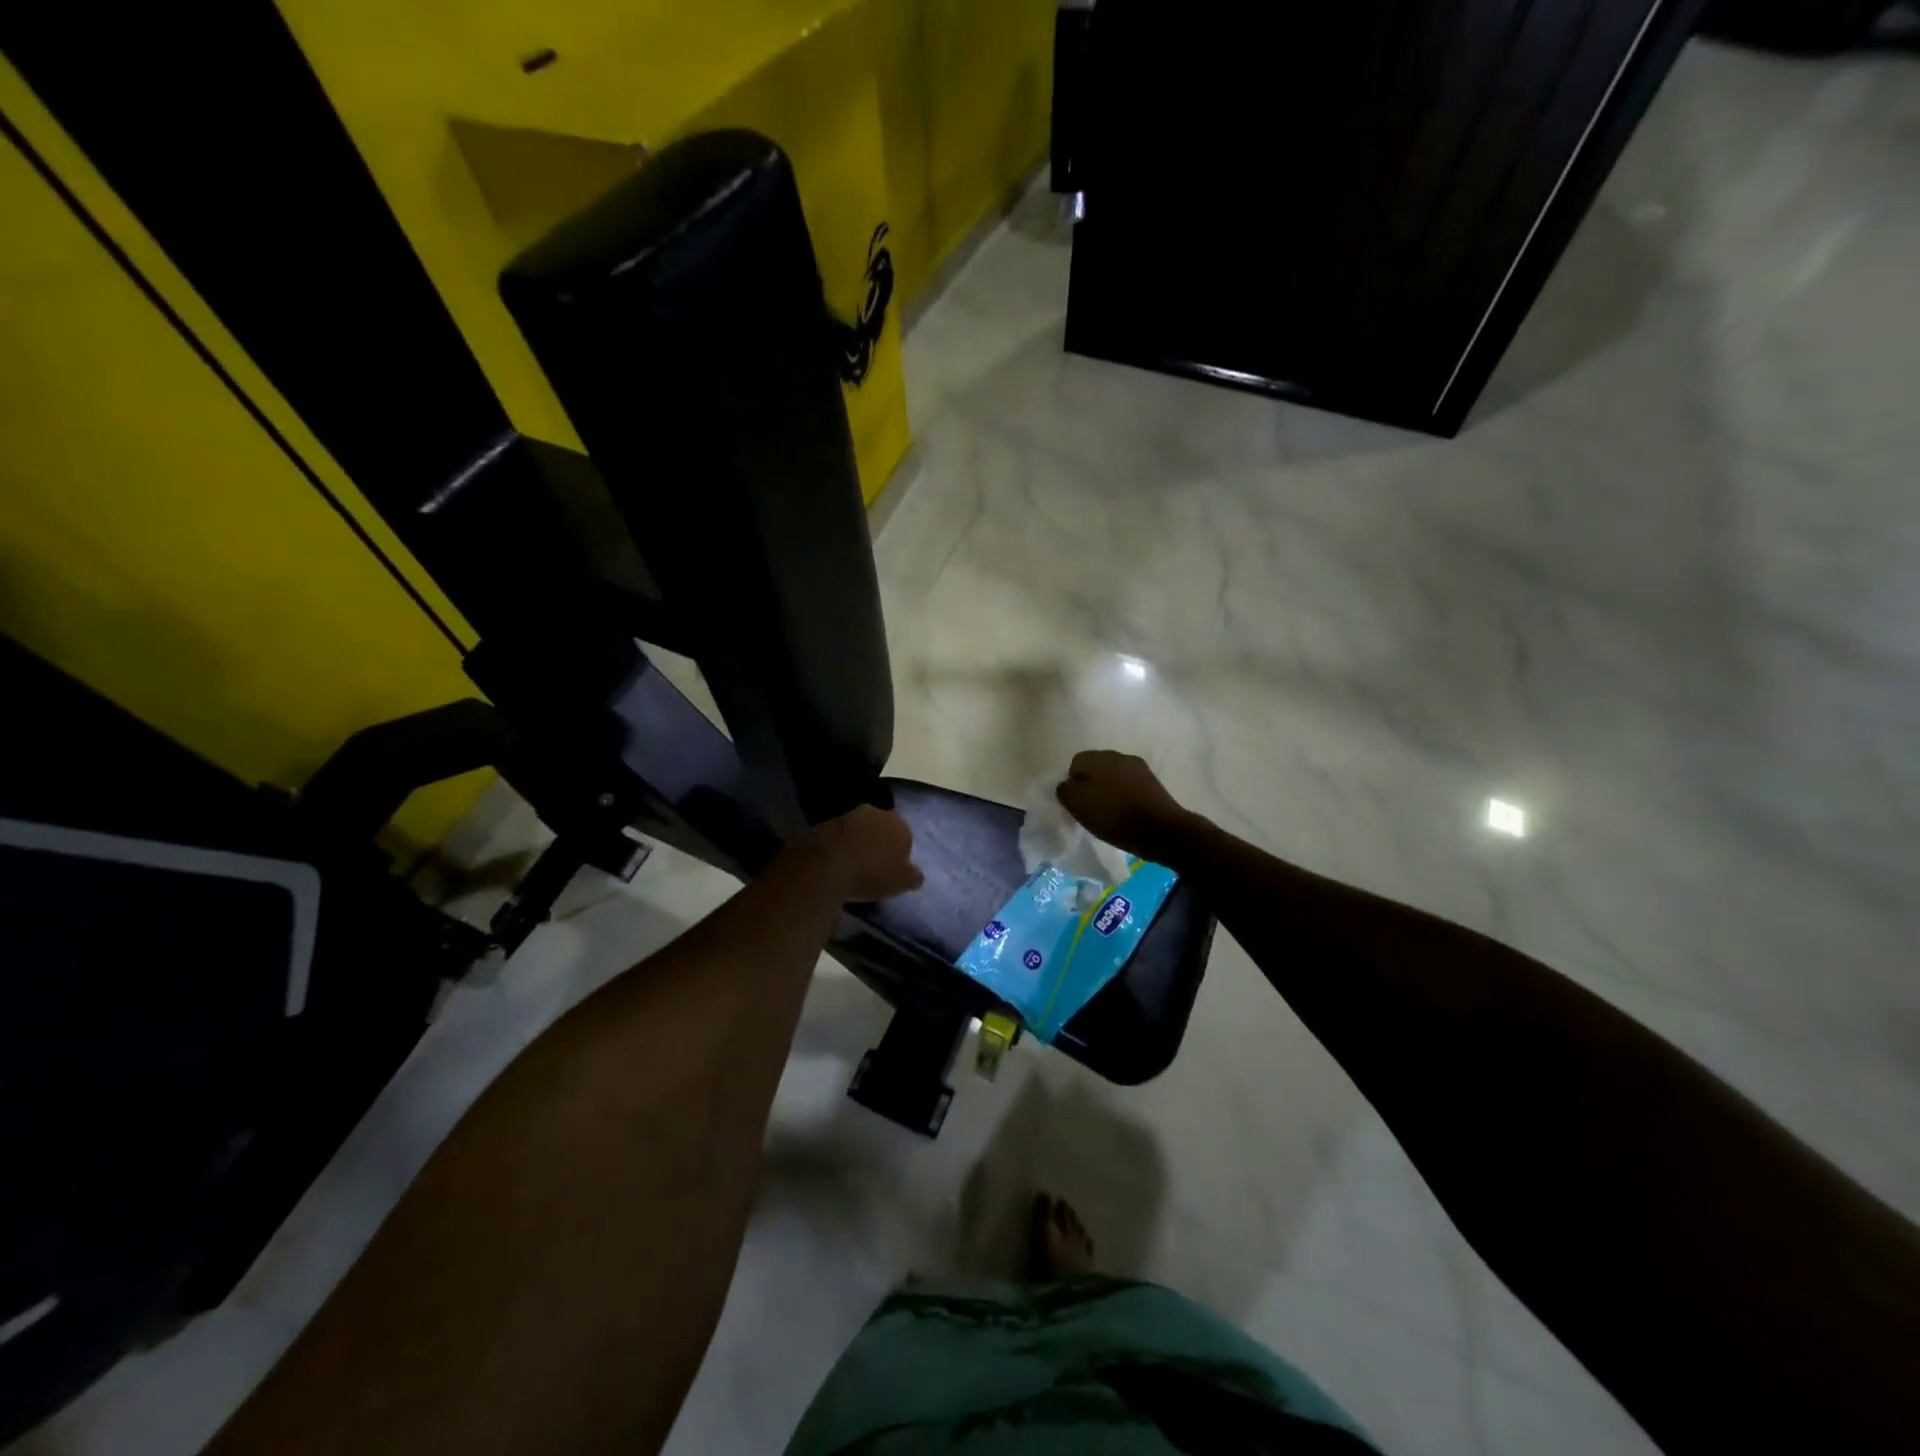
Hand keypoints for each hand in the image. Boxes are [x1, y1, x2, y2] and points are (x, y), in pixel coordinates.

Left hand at [792, 805, 923, 902]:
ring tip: (851, 867)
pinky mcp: (822, 824)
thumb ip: (913, 876)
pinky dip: (837, 847)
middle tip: (872, 866)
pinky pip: (836, 837)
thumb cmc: (871, 874)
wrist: (824, 867)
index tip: (892, 870)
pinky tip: (833, 864)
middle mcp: (874, 812)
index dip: (899, 853)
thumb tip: (915, 874)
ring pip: (857, 830)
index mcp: (898, 823)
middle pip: (880, 828)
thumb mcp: (902, 882)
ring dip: (856, 843)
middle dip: (878, 842)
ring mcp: (846, 816)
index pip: (905, 836)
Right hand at [1055, 750, 1201, 862]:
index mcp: (1097, 757)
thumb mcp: (1077, 805)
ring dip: (1109, 790)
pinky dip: (1125, 796)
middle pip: (1096, 768)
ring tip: (1110, 812)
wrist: (1160, 829)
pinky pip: (1131, 786)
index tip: (1076, 804)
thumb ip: (1065, 790)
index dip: (1072, 783)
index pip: (1075, 763)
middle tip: (1090, 808)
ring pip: (1114, 776)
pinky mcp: (1153, 782)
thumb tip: (1067, 785)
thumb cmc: (1113, 816)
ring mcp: (1138, 768)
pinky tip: (1127, 813)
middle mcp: (1118, 755)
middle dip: (1091, 784)